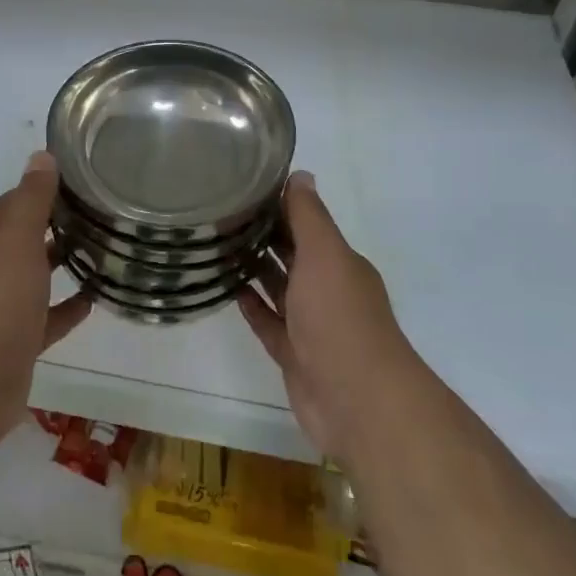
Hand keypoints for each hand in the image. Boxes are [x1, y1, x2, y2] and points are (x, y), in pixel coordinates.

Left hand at [0, 151, 91, 447]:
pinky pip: (49, 318)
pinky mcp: (20, 342)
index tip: (78, 178)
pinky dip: (68, 307)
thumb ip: (31, 200)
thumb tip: (41, 156)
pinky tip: (94, 300)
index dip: (42, 188)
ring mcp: (6, 308)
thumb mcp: (16, 240)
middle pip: (27, 238)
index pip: (15, 204)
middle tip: (100, 211)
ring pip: (37, 277)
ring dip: (63, 262)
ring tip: (104, 249)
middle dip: (57, 223)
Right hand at [239, 171, 418, 461]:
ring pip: (279, 289)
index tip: (241, 189)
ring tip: (217, 247)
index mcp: (339, 264)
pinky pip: (269, 324)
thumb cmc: (339, 318)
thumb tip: (301, 174)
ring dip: (255, 269)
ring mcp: (311, 326)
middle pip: (292, 255)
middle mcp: (327, 290)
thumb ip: (309, 216)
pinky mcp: (294, 355)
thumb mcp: (325, 255)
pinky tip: (230, 291)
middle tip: (219, 215)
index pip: (306, 226)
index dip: (277, 206)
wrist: (357, 402)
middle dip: (262, 235)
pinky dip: (252, 307)